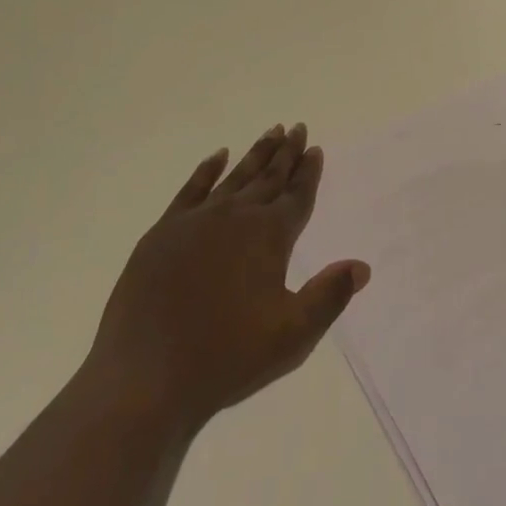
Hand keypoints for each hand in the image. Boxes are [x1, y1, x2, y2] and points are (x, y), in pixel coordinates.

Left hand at [88, 124, 369, 430]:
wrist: (145, 378)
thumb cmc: (225, 358)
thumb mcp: (291, 336)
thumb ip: (329, 296)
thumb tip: (361, 266)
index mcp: (269, 236)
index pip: (297, 195)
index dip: (309, 172)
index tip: (315, 147)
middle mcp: (237, 216)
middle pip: (269, 177)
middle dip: (286, 153)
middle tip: (297, 127)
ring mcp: (197, 220)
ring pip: (236, 176)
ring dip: (256, 154)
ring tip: (271, 131)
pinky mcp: (164, 231)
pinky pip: (192, 189)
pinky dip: (208, 170)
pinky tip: (218, 156)